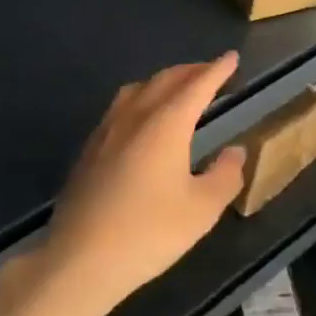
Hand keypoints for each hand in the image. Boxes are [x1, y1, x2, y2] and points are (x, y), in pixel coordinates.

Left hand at [38, 54, 247, 315]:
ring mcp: (106, 130)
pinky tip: (142, 121)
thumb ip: (224, 176)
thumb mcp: (201, 210)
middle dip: (190, 71)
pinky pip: (120, 108)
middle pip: (165, 80)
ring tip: (177, 89)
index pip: (197, 86)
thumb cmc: (149, 233)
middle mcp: (135, 116)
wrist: (81, 258)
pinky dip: (140, 99)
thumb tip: (235, 151)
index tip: (231, 57)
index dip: (217, 70)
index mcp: (166, 124)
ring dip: (162, 82)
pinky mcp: (89, 149)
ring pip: (137, 89)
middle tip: (210, 71)